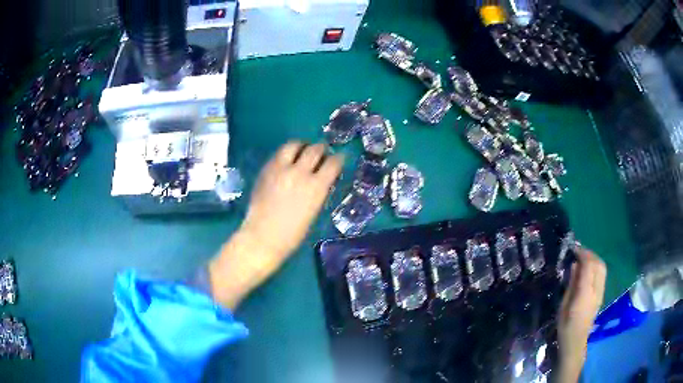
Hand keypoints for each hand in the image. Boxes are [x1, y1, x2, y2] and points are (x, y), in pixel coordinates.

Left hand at [209, 141, 343, 308]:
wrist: (263, 237)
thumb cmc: (292, 234)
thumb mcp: (313, 212)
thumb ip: (318, 191)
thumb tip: (321, 179)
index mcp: (316, 187)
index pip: (333, 163)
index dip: (339, 158)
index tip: (339, 158)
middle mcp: (300, 173)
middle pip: (315, 149)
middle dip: (322, 148)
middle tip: (322, 151)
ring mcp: (281, 169)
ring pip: (294, 145)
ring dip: (302, 145)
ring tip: (303, 149)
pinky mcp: (266, 170)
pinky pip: (278, 153)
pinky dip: (286, 153)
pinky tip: (287, 159)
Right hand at [556, 247, 606, 382]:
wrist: (576, 341)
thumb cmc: (565, 326)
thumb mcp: (563, 305)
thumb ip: (571, 284)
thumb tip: (575, 265)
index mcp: (585, 294)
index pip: (589, 266)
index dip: (582, 253)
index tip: (573, 248)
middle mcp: (596, 290)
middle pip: (598, 264)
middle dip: (589, 253)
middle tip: (578, 251)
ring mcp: (601, 292)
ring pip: (602, 267)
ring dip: (594, 258)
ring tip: (583, 257)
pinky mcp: (601, 294)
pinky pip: (602, 274)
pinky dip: (596, 265)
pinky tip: (589, 268)